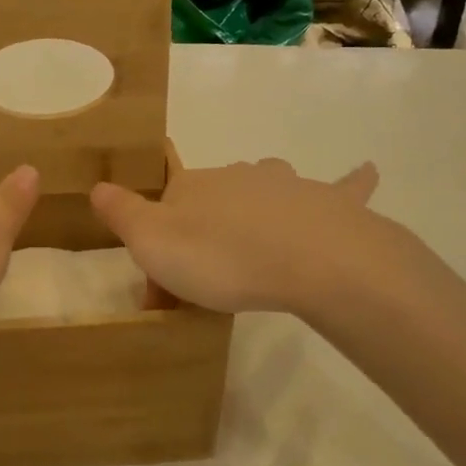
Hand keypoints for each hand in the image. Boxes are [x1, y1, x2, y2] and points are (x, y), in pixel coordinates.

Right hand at [90, 160, 391, 318]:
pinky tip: (366, 170)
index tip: (164, 295)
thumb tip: (99, 188)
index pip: (163, 211)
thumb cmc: (223, 256)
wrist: (310, 259)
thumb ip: (121, 212)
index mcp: (192, 186)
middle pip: (211, 204)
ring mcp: (285, 185)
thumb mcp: (151, 242)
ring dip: (256, 214)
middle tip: (209, 288)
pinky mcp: (329, 203)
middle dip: (203, 238)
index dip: (158, 248)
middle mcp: (237, 176)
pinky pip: (341, 187)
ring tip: (258, 253)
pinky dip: (351, 181)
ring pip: (264, 191)